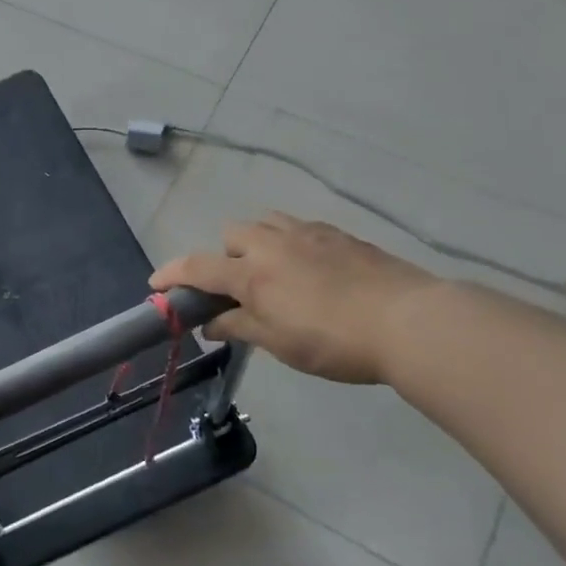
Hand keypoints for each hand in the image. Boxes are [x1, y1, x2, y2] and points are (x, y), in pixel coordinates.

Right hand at [151, 215, 434, 384]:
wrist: (409, 321)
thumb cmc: (334, 341)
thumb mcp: (279, 343)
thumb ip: (240, 327)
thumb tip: (211, 324)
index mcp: (252, 274)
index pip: (198, 267)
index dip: (172, 275)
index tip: (157, 285)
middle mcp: (273, 244)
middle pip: (232, 233)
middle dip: (226, 256)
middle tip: (242, 289)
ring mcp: (308, 234)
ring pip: (267, 222)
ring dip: (258, 242)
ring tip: (276, 273)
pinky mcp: (340, 235)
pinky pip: (301, 228)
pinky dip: (292, 243)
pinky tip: (312, 270)